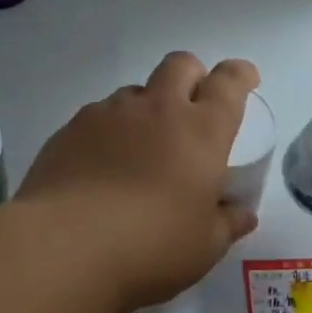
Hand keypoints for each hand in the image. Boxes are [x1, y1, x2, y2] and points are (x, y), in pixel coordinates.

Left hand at [18, 52, 260, 312]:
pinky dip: (110, 131)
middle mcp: (157, 109)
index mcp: (201, 130)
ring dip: (147, 107)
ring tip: (141, 148)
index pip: (229, 82)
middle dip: (193, 76)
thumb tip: (242, 213)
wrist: (65, 247)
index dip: (241, 75)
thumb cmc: (152, 246)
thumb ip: (227, 223)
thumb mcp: (204, 246)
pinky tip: (101, 166)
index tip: (245, 79)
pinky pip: (99, 116)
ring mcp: (109, 113)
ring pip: (136, 91)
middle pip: (180, 65)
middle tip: (193, 106)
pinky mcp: (71, 128)